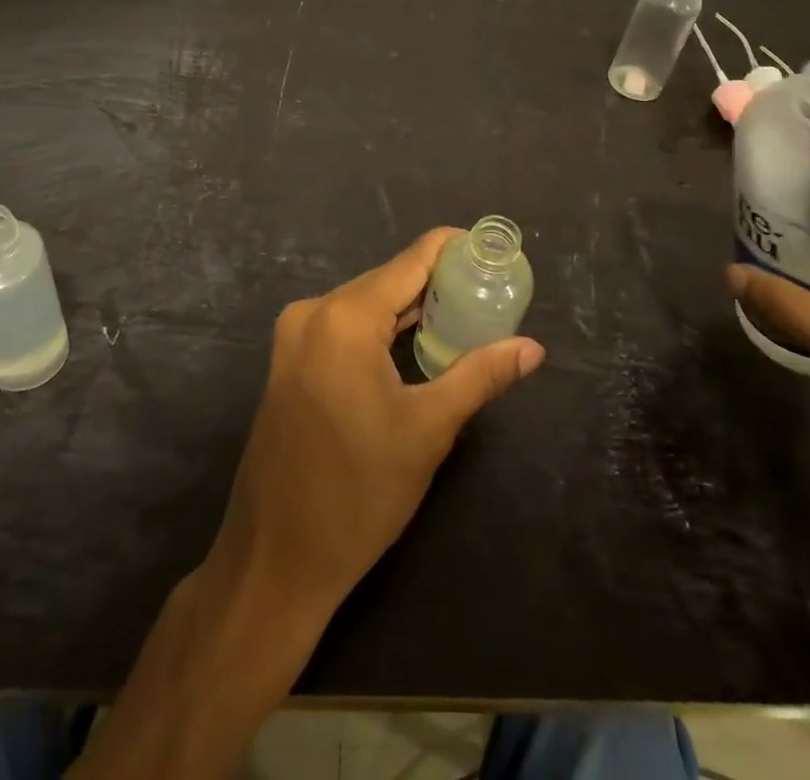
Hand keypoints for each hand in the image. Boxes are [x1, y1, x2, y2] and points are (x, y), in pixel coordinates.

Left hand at [207, 228, 545, 622]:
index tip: (489, 249)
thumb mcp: (428, 430)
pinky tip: (412, 343)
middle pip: (386, 281)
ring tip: (462, 313)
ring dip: (409, 308)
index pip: (410, 261)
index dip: (451, 249)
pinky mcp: (288, 362)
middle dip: (436, 283)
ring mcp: (293, 337)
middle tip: (487, 291)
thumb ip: (480, 375)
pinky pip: (343, 326)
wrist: (275, 559)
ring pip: (365, 304)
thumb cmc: (359, 494)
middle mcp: (313, 312)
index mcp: (345, 318)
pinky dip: (380, 328)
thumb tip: (533, 348)